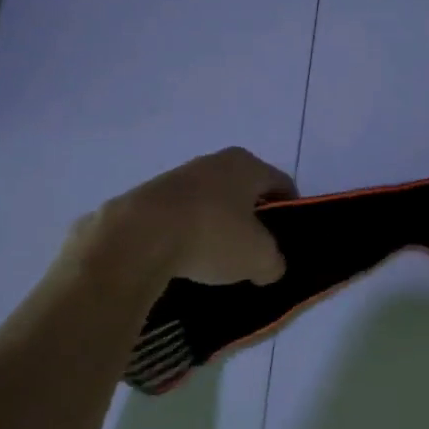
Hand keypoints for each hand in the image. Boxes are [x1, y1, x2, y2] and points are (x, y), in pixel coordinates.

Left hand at [74, 147, 296, 290]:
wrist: (138, 237)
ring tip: (216, 263)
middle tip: (254, 254)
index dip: (290, 212)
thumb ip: (274, 262)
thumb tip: (268, 266)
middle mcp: (213, 162)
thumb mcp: (259, 258)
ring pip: (210, 203)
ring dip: (216, 228)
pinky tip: (185, 261)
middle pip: (243, 191)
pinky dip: (187, 235)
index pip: (281, 184)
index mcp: (246, 164)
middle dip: (251, 221)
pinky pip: (180, 217)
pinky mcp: (148, 197)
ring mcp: (177, 177)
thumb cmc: (212, 236)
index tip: (288, 240)